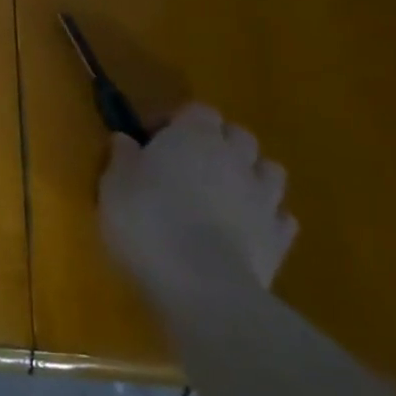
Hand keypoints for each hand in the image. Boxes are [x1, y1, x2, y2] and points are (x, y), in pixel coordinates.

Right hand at [99, 104, 296, 297]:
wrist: (202, 285)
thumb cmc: (147, 221)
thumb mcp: (114, 184)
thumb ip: (123, 157)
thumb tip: (126, 140)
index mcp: (194, 136)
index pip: (197, 110)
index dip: (177, 121)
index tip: (153, 140)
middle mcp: (236, 158)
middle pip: (238, 135)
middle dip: (219, 143)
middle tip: (189, 164)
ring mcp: (264, 198)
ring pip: (268, 170)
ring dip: (249, 175)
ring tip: (223, 194)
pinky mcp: (281, 239)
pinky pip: (280, 216)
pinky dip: (265, 217)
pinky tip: (244, 229)